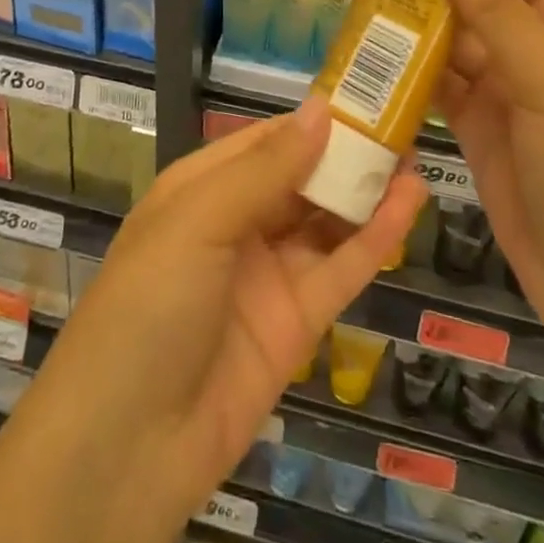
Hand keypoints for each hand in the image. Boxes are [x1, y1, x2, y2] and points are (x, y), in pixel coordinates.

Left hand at [28, 98, 425, 519]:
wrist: (127, 447)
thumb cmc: (150, 303)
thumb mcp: (199, 220)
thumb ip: (266, 168)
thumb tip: (322, 109)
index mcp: (202, 187)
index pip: (266, 140)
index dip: (313, 120)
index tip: (364, 95)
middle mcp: (236, 223)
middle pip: (300, 178)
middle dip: (346, 153)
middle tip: (403, 125)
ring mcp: (267, 275)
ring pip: (326, 221)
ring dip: (368, 191)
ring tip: (416, 158)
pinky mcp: (296, 324)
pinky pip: (340, 269)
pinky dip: (376, 239)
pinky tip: (409, 206)